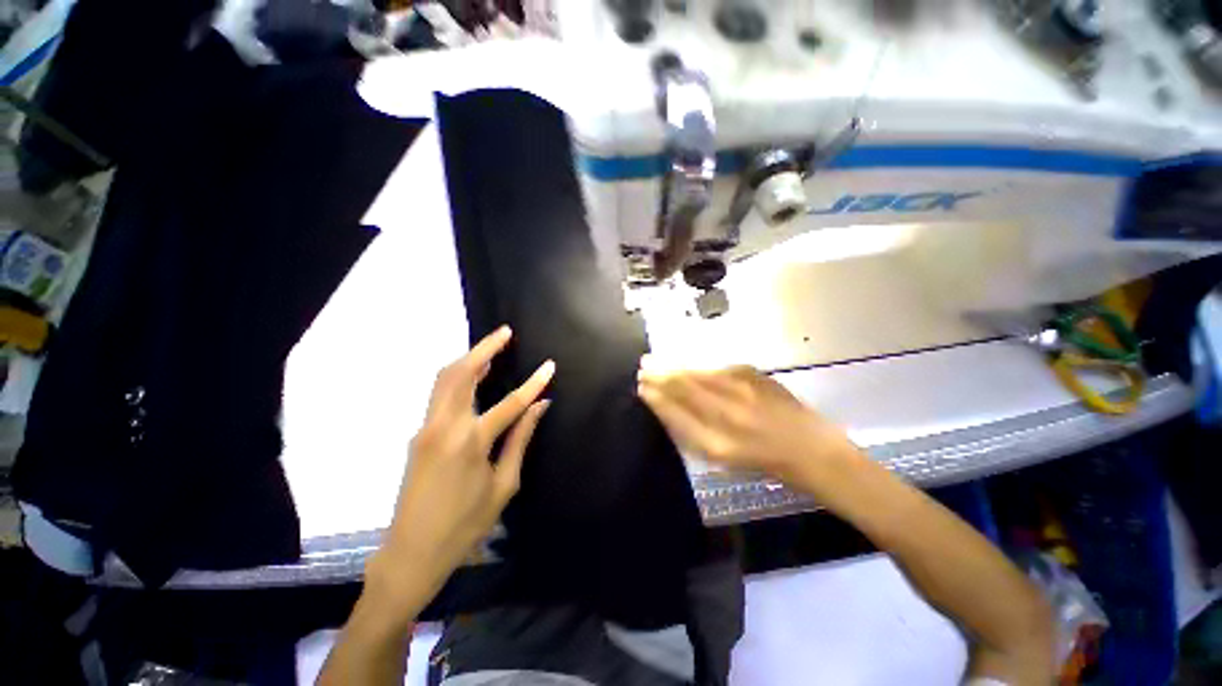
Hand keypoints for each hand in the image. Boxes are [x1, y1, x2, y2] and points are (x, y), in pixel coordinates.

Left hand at [371, 326, 553, 611]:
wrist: (411, 551)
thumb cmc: (465, 525)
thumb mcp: (503, 485)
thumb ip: (520, 440)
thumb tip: (540, 407)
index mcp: (471, 443)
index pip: (511, 403)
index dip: (534, 383)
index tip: (549, 366)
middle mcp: (444, 426)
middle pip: (463, 373)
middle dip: (486, 348)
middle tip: (505, 331)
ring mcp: (426, 427)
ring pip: (445, 379)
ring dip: (468, 357)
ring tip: (490, 346)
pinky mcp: (419, 433)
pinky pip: (438, 394)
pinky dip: (456, 376)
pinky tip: (472, 374)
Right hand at [637, 363, 857, 487]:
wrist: (815, 452)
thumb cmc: (767, 464)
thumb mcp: (726, 458)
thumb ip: (695, 434)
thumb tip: (669, 410)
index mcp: (717, 444)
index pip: (676, 415)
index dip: (657, 399)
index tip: (641, 387)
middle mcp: (727, 416)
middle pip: (684, 390)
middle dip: (660, 376)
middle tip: (643, 366)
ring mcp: (743, 394)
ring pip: (699, 375)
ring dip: (674, 366)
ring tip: (656, 360)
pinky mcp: (756, 378)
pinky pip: (719, 368)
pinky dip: (699, 365)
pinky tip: (687, 361)